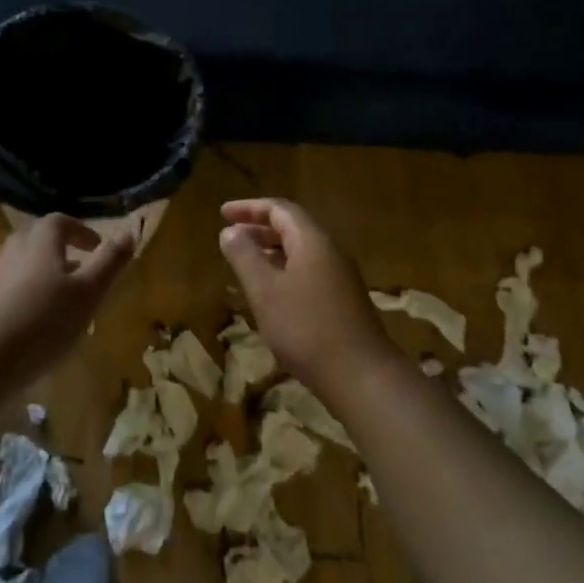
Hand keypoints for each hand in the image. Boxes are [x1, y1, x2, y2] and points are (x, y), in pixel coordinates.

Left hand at [0, 214, 135, 382]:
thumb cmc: (45, 320)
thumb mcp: (89, 292)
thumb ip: (109, 262)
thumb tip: (130, 231)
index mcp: (40, 241)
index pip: (60, 222)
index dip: (80, 230)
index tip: (96, 246)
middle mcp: (12, 250)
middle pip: (37, 240)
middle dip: (60, 251)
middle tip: (80, 272)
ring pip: (21, 266)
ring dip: (42, 275)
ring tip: (60, 302)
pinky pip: (7, 290)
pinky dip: (24, 297)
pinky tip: (33, 325)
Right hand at [219, 198, 398, 392]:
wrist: (360, 375)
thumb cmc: (305, 328)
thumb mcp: (265, 291)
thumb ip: (245, 257)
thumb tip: (230, 231)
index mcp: (312, 241)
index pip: (280, 209)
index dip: (249, 207)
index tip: (223, 213)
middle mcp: (330, 251)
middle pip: (293, 227)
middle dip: (259, 227)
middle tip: (230, 235)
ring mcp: (340, 277)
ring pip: (301, 251)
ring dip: (271, 250)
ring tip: (244, 261)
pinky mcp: (342, 300)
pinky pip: (308, 271)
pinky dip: (283, 270)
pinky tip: (270, 292)